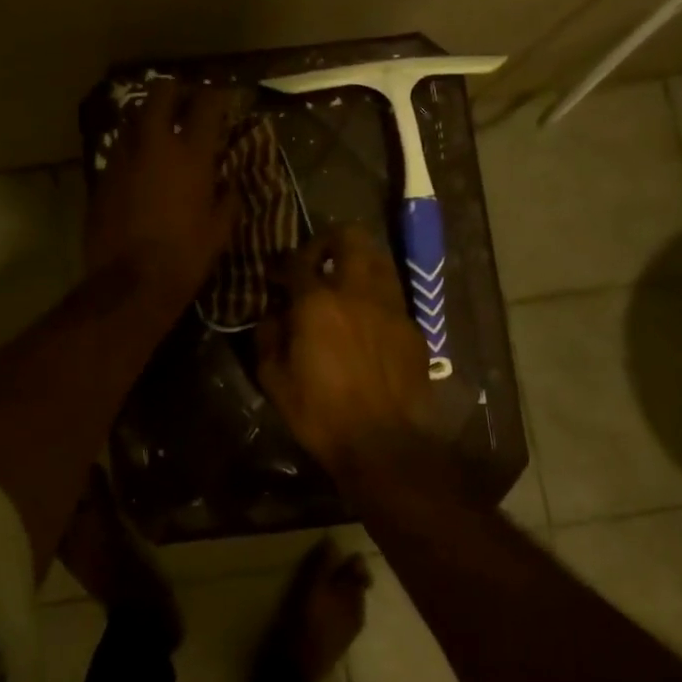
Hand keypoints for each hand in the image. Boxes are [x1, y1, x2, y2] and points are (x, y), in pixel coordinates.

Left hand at [85, 78, 235, 315]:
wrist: (130, 284)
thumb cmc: (185, 258)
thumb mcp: (219, 230)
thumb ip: (226, 198)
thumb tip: (228, 182)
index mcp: (191, 155)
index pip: (207, 104)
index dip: (217, 95)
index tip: (223, 98)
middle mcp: (154, 145)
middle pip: (161, 93)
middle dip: (175, 90)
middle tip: (185, 102)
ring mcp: (122, 158)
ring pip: (133, 118)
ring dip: (149, 118)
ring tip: (160, 132)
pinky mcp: (101, 176)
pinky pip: (119, 149)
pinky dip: (132, 149)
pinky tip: (140, 166)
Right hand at [256, 226, 439, 479]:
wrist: (385, 444)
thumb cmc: (320, 413)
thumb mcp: (274, 379)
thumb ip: (269, 336)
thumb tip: (274, 314)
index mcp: (317, 302)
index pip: (298, 259)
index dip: (284, 262)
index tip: (277, 276)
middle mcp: (357, 292)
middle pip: (351, 237)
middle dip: (330, 239)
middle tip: (318, 260)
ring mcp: (391, 307)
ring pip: (379, 259)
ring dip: (359, 261)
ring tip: (345, 283)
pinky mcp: (413, 328)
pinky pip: (392, 295)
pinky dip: (376, 296)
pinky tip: (367, 321)